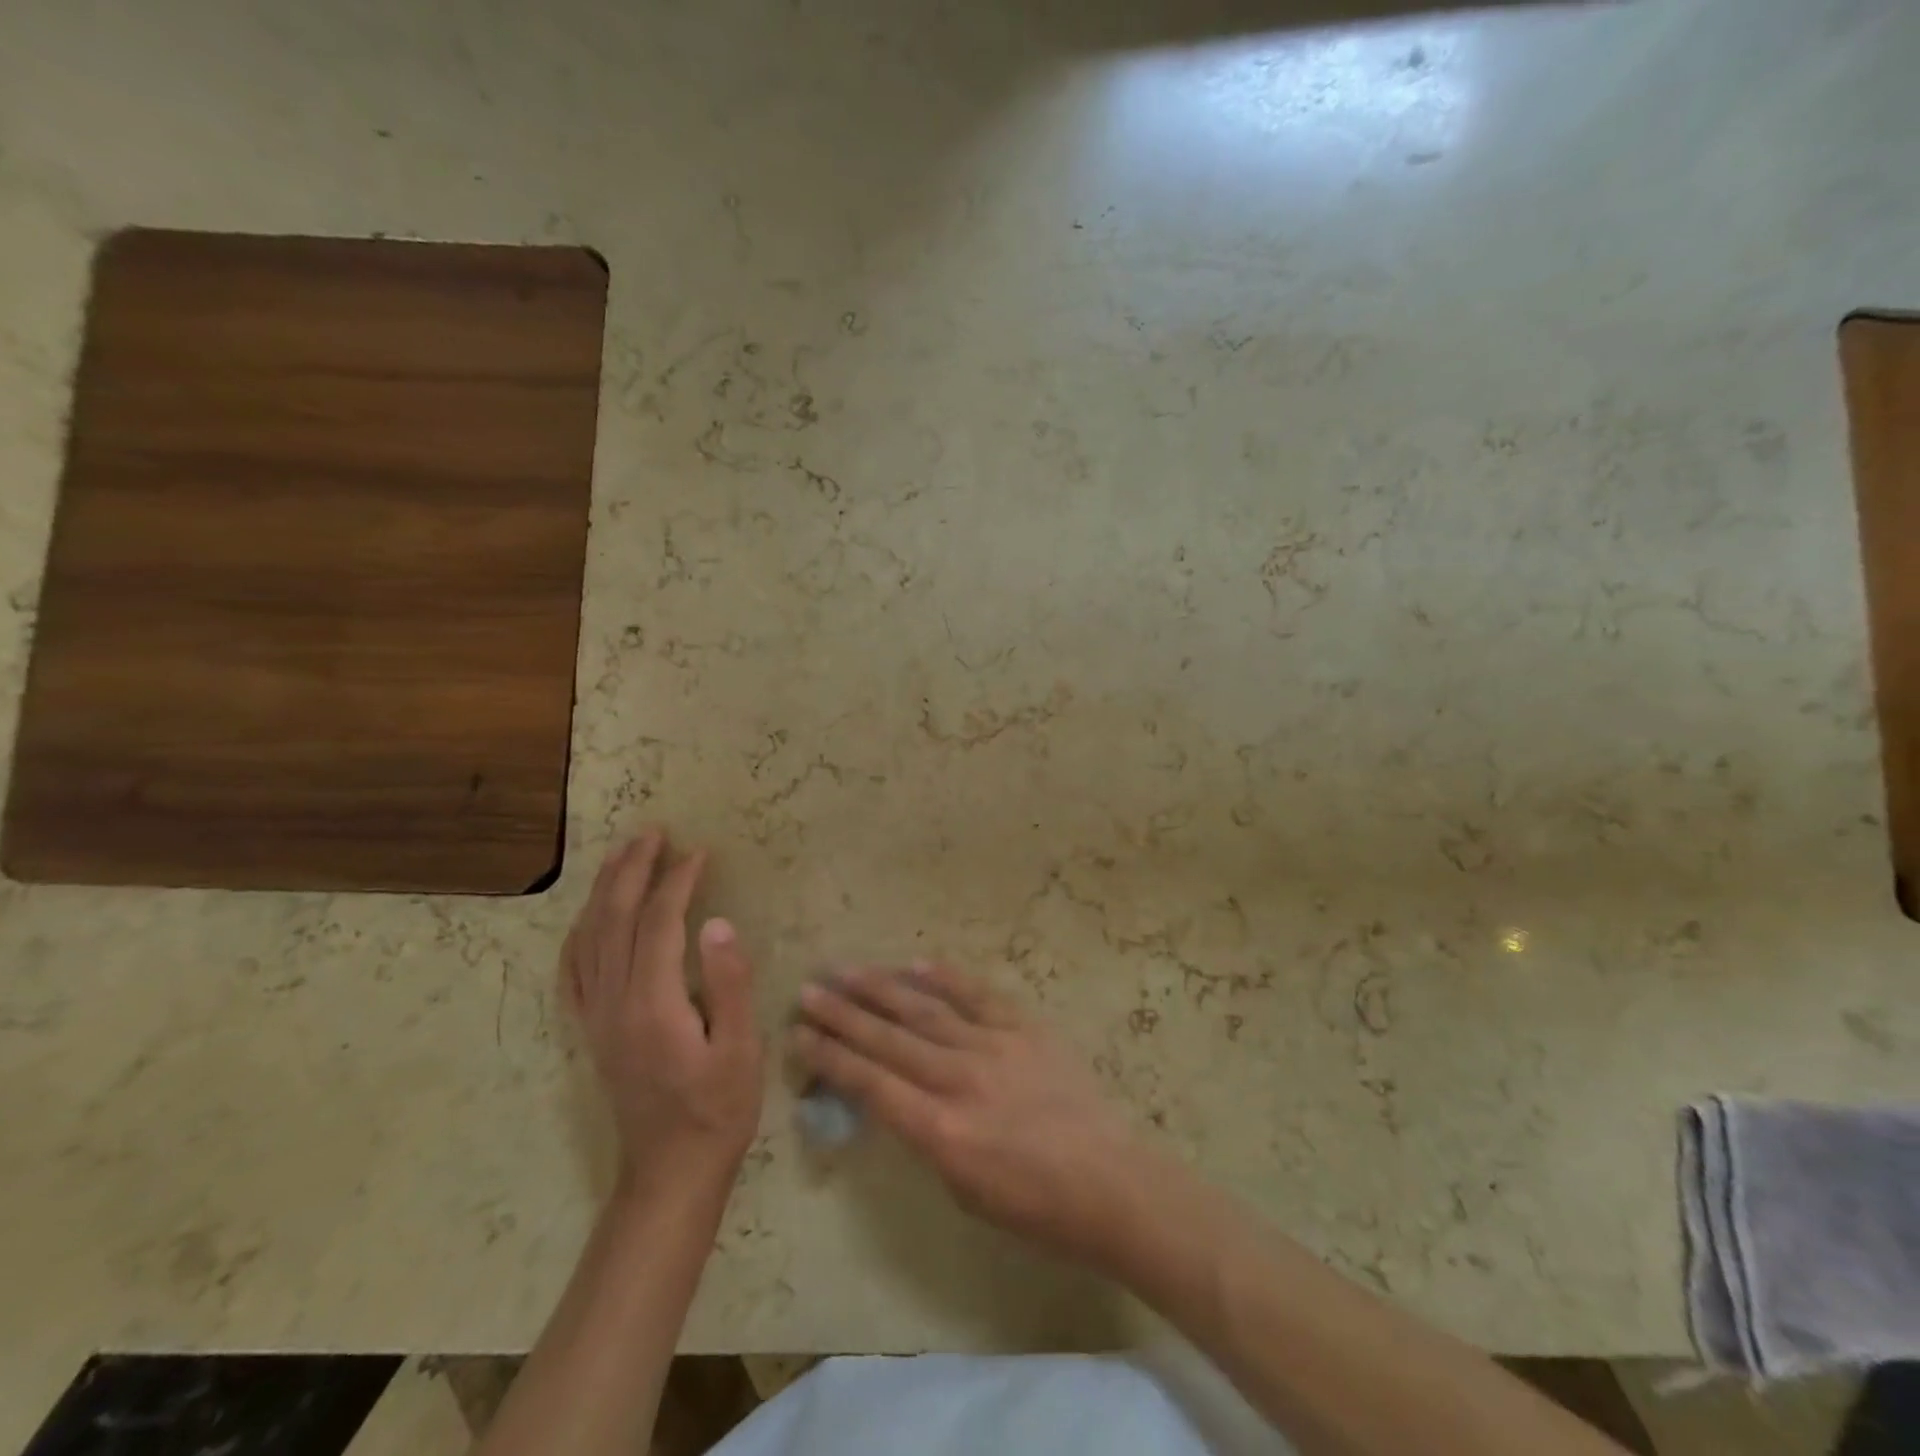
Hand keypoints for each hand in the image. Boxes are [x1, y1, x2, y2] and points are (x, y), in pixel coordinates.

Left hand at [562, 830, 764, 1201]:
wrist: (671, 1170)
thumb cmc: (718, 1109)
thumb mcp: (741, 1049)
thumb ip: (728, 983)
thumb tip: (717, 923)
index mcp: (653, 1004)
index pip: (659, 923)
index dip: (677, 881)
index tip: (699, 852)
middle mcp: (614, 1003)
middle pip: (614, 920)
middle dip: (633, 870)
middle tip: (652, 833)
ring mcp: (596, 1016)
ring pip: (589, 938)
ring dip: (604, 891)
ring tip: (622, 854)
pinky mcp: (592, 1029)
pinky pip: (574, 970)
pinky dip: (580, 932)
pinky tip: (590, 916)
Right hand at [791, 964, 1155, 1271]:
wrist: (1110, 1182)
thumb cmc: (1035, 1208)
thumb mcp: (963, 1190)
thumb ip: (926, 1137)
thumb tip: (900, 1098)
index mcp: (941, 1129)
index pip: (870, 1084)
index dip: (831, 1057)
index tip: (800, 1035)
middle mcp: (959, 1078)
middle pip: (888, 1039)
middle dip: (843, 1014)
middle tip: (810, 990)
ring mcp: (994, 1046)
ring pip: (925, 1010)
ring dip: (882, 989)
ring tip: (847, 971)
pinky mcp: (1024, 1028)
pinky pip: (977, 995)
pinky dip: (944, 978)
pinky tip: (915, 964)